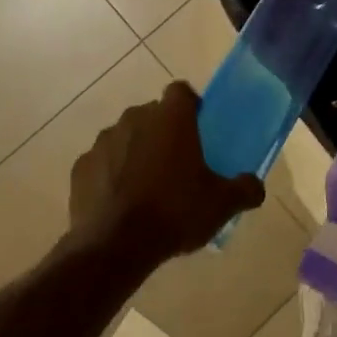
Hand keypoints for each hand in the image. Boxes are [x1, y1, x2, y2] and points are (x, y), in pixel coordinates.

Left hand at [69, 82, 264, 266]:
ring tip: (147, 187)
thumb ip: (245, 189)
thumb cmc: (174, 213)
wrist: (115, 246)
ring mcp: (103, 141)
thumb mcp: (221, 205)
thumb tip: (255, 186)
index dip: (191, 105)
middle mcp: (134, 118)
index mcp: (170, 118)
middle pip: (152, 115)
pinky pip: (102, 163)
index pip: (181, 91)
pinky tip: (120, 203)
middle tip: (177, 164)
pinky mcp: (81, 166)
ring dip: (136, 152)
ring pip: (125, 137)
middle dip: (163, 132)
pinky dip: (110, 175)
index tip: (199, 129)